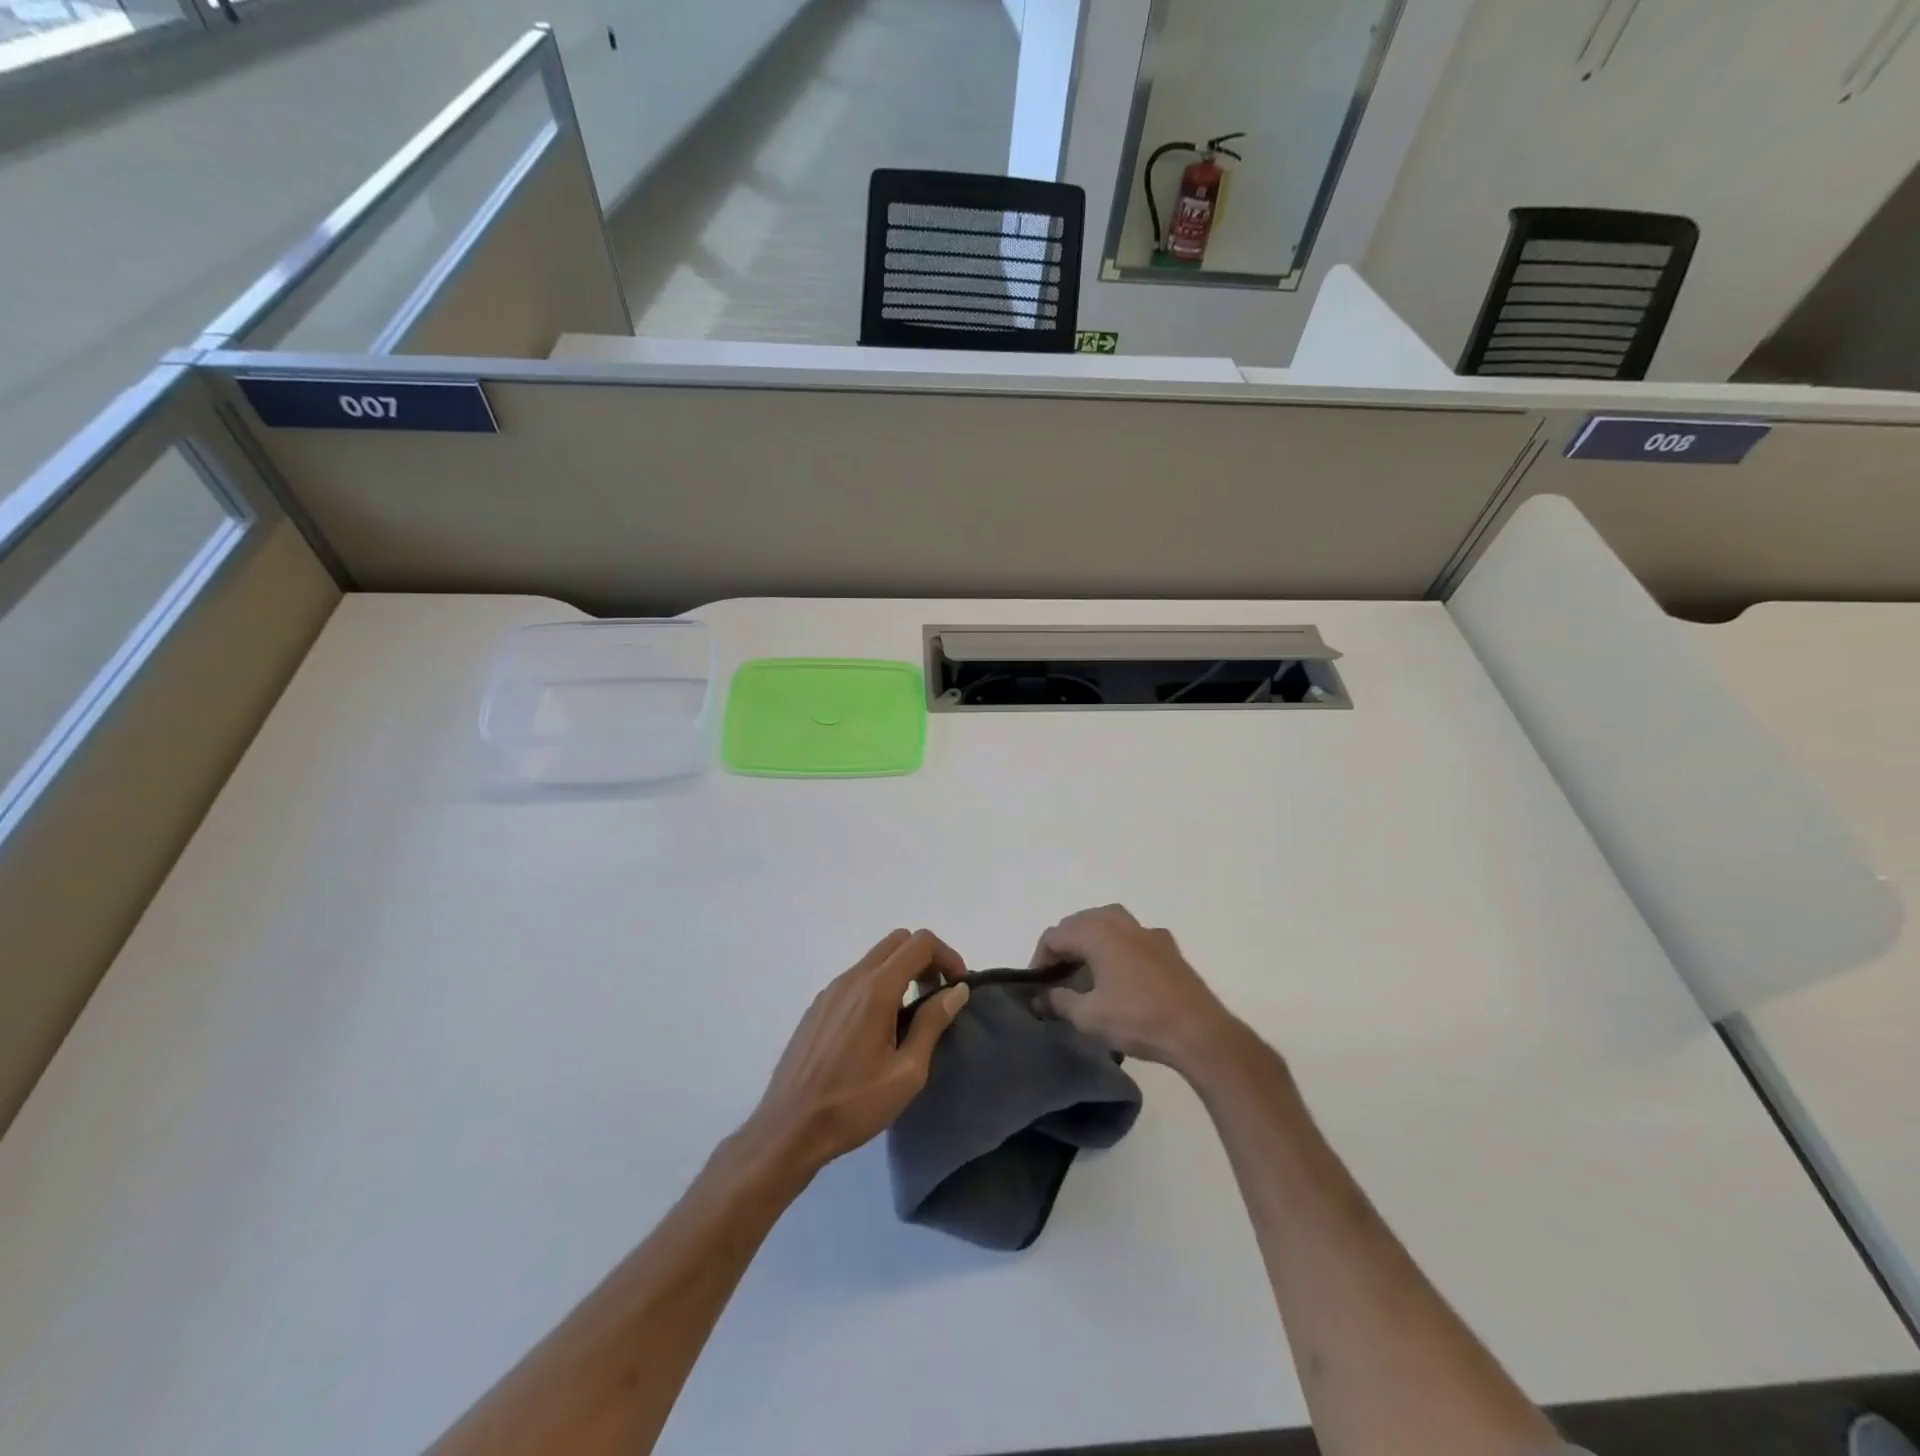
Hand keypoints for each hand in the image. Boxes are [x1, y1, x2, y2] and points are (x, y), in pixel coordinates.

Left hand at [742, 929, 970, 1178]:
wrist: (789, 1129)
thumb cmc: (853, 1105)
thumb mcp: (907, 1072)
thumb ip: (932, 1023)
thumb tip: (956, 990)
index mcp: (876, 990)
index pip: (920, 943)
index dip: (947, 956)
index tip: (958, 987)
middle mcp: (851, 979)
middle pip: (898, 941)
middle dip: (926, 959)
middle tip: (937, 998)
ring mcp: (830, 991)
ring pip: (876, 959)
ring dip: (902, 972)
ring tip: (911, 1018)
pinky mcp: (818, 1007)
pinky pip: (856, 979)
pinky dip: (879, 985)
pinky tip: (879, 1029)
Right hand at [1032, 905, 1237, 1073]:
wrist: (1198, 1031)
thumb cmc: (1138, 1019)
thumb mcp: (1089, 1016)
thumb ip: (1059, 1002)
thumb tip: (1040, 999)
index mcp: (1097, 933)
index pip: (1055, 935)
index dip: (1039, 958)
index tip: (1037, 985)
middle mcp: (1120, 922)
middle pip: (1079, 921)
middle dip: (1063, 944)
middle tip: (1057, 974)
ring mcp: (1147, 931)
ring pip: (1107, 920)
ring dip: (1090, 938)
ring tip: (1084, 966)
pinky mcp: (1167, 946)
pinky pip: (1132, 934)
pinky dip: (1117, 944)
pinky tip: (1121, 970)